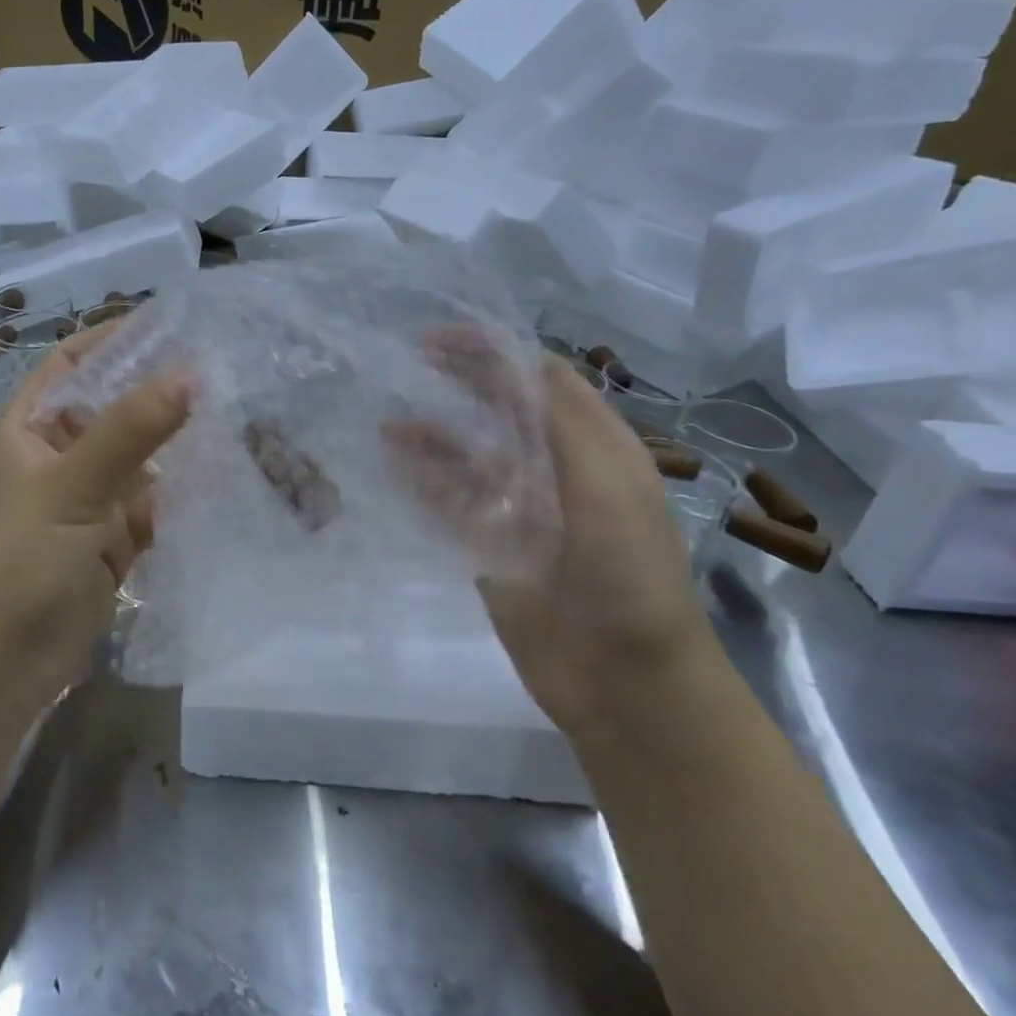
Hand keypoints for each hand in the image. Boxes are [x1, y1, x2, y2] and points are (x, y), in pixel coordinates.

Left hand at [0, 322, 193, 711]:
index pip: (75, 361)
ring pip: (141, 456)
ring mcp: (90, 501)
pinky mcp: (114, 541)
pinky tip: (228, 472)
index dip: (116, 337)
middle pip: (115, 407)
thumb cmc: (20, 561)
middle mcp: (60, 456)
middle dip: (161, 388)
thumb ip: (130, 429)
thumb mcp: (72, 486)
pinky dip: (185, 490)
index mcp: (31, 428)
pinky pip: (155, 503)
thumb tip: (190, 372)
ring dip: (180, 439)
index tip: (175, 321)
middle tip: (225, 364)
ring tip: (240, 409)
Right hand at [387, 328, 711, 734]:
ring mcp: (519, 509)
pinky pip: (451, 503)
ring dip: (433, 436)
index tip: (445, 339)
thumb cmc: (626, 571)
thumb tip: (514, 360)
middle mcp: (555, 468)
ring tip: (389, 424)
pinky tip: (394, 464)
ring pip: (469, 457)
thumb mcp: (605, 481)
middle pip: (501, 411)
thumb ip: (559, 418)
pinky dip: (423, 481)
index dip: (496, 353)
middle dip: (461, 383)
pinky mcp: (489, 546)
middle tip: (411, 362)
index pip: (540, 380)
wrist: (623, 676)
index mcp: (594, 445)